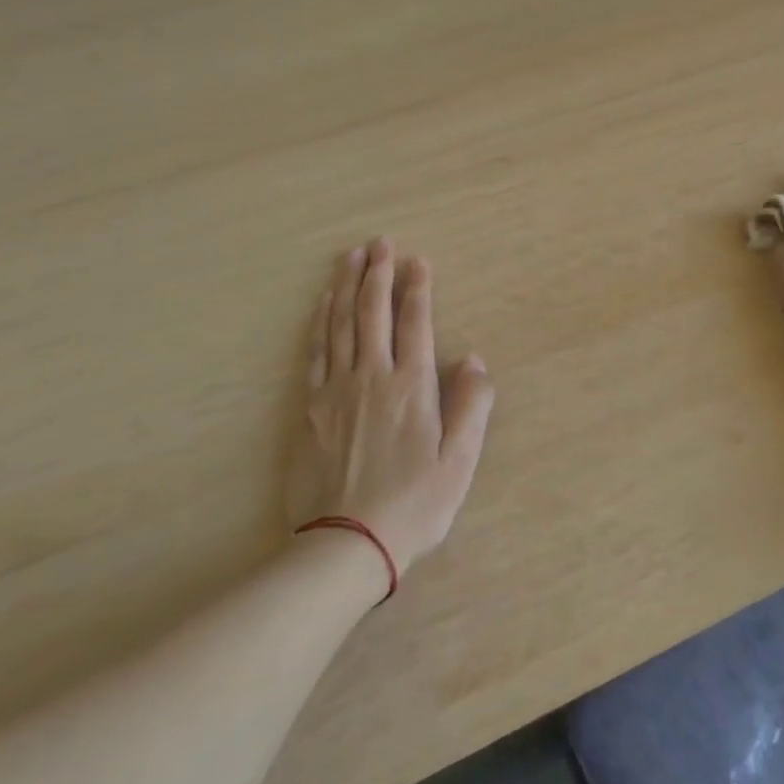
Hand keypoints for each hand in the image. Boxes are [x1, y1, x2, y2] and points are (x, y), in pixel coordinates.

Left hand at [293, 238, 494, 574]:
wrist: (348, 541)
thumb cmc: (414, 504)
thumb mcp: (459, 461)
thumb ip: (471, 406)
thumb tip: (473, 359)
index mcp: (411, 387)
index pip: (415, 323)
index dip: (417, 288)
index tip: (417, 260)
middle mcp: (372, 377)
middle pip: (373, 313)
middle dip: (378, 274)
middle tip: (379, 242)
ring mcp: (336, 390)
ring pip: (341, 325)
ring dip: (346, 287)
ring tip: (350, 258)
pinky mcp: (310, 408)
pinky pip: (316, 352)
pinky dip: (321, 323)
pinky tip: (323, 306)